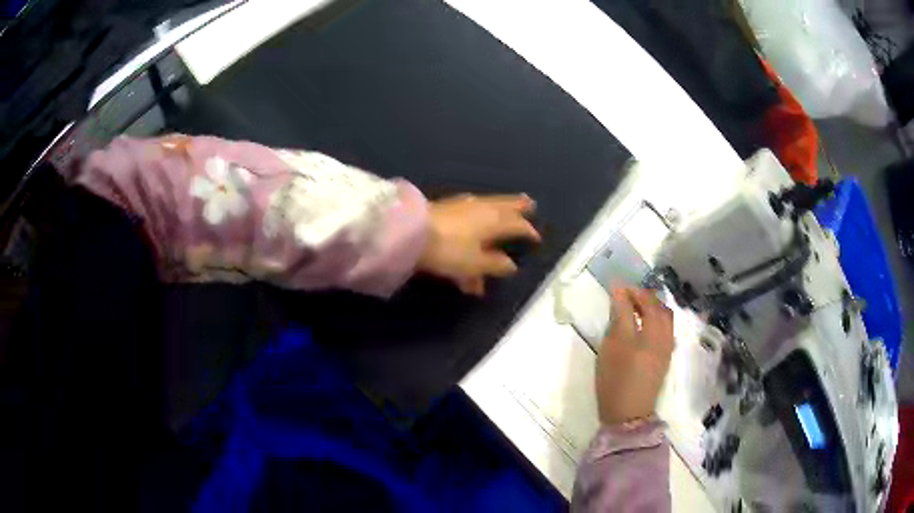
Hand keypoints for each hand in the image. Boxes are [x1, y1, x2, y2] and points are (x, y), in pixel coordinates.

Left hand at [418, 194, 539, 295]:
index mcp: (494, 221)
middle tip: (530, 203)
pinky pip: (470, 211)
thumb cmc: (449, 249)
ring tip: (507, 205)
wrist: (411, 232)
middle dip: (518, 207)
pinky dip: (478, 215)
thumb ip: (495, 264)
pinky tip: (475, 209)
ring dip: (499, 208)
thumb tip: (511, 266)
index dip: (528, 232)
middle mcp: (482, 210)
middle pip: (505, 207)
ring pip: (488, 206)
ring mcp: (462, 206)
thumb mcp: (475, 263)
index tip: (536, 238)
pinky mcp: (446, 208)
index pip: (517, 225)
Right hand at [596, 288, 674, 425]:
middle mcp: (662, 336)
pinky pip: (667, 327)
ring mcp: (667, 346)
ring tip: (636, 306)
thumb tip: (619, 296)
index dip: (627, 292)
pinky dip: (657, 317)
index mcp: (648, 334)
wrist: (629, 414)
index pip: (640, 303)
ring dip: (652, 305)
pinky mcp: (667, 356)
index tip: (615, 286)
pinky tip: (645, 322)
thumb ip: (618, 319)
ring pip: (665, 316)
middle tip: (626, 294)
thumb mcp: (610, 349)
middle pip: (657, 306)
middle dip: (643, 295)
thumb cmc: (615, 381)